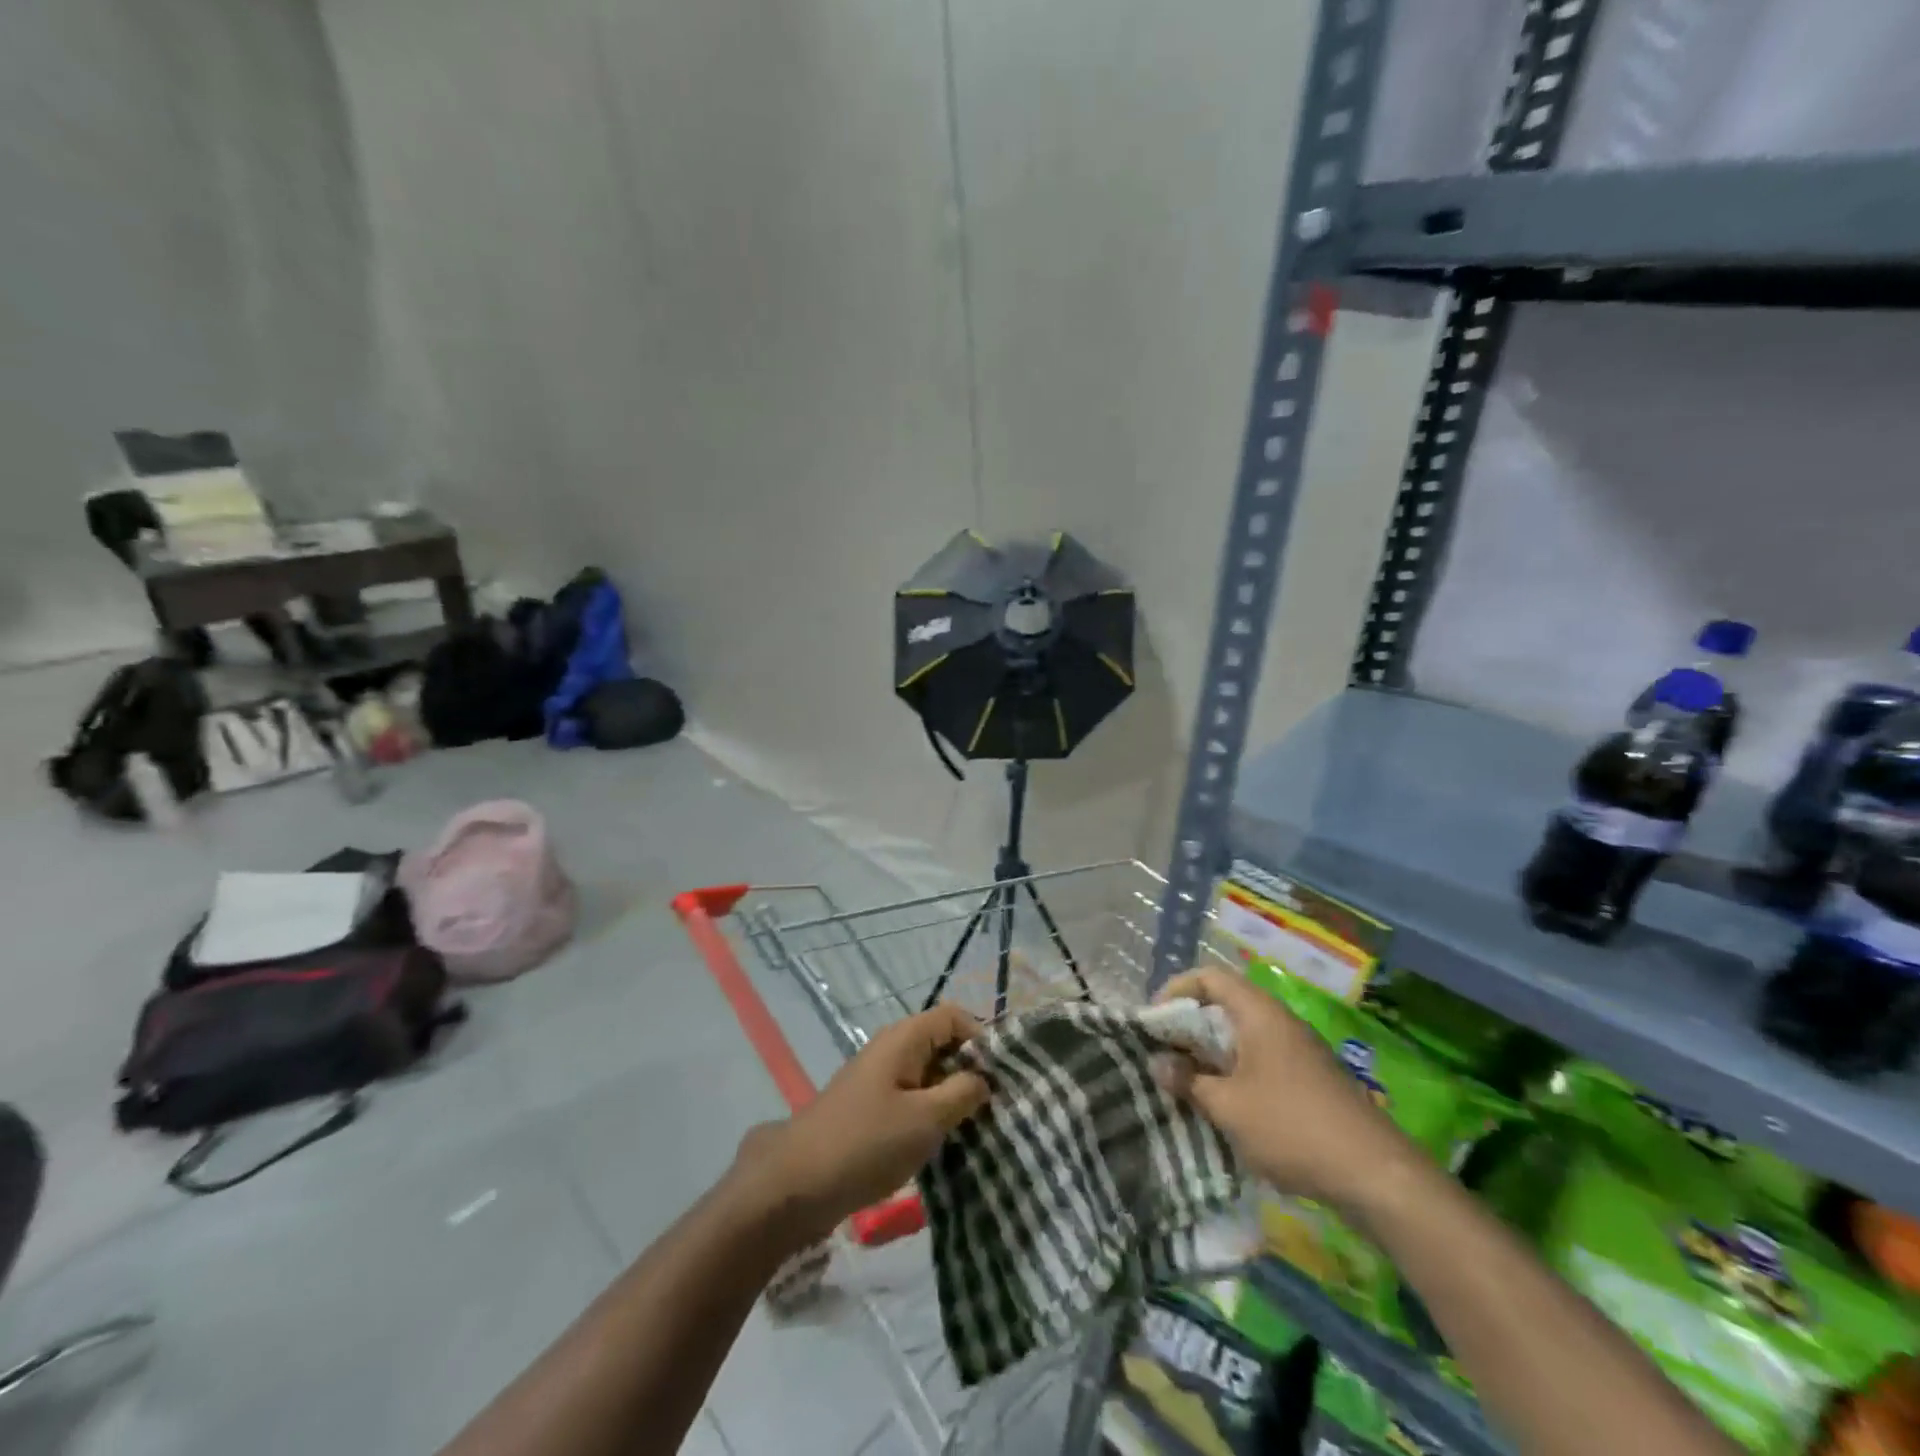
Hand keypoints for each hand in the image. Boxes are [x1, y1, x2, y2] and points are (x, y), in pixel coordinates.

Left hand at [733, 1004, 988, 1245]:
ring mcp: (879, 1079)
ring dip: (952, 1096)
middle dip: (971, 1070)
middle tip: (996, 1106)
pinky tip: (944, 1143)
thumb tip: (984, 1078)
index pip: (954, 1016)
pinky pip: (912, 1098)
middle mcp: (891, 1049)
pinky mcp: (871, 1108)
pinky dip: (931, 1113)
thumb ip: (961, 1093)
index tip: (1003, 1076)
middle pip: (943, 1043)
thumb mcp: (925, 1120)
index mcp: (904, 1038)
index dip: (982, 1038)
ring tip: (977, 1128)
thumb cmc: (866, 1143)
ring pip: (928, 1074)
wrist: (796, 1184)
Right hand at [1154, 968, 1419, 1211]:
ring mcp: (1298, 1050)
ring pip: (1242, 1036)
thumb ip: (1188, 1081)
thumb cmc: (1292, 1127)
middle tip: (1163, 1053)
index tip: (1153, 1020)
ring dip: (1211, 1053)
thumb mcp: (1227, 1107)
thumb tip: (1158, 1063)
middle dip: (1189, 1026)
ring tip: (1186, 1081)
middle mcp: (1279, 1022)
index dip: (1176, 989)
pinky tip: (1225, 1105)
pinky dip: (1235, 1071)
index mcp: (1259, 1013)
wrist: (1376, 1175)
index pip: (1209, 977)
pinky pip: (1261, 1059)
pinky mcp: (1310, 1079)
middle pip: (1225, 1005)